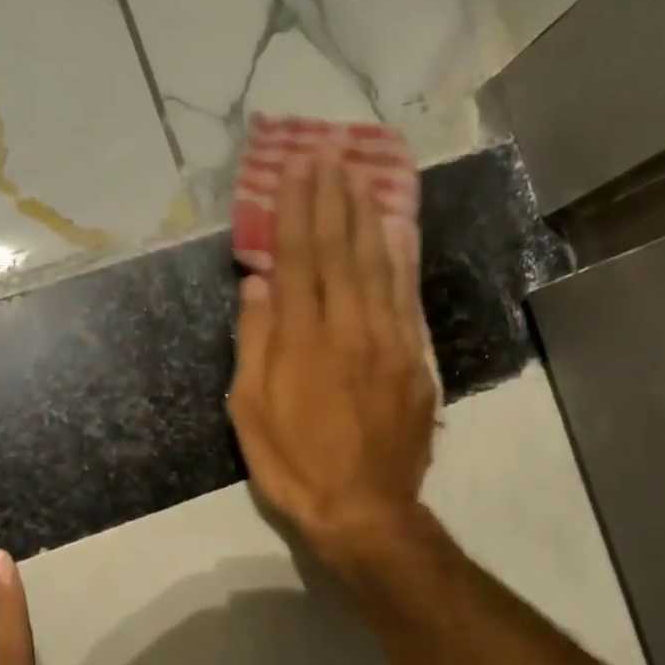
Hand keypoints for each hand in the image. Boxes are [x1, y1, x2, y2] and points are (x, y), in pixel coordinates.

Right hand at [229, 143, 436, 567]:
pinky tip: (395, 231)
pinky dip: (400, 258)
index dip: (295, 211)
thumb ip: (255, 342)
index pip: (299, 259)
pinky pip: (406, 296)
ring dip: (367, 217)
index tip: (295, 170)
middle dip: (332, 199)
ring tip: (359, 177)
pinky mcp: (414, 360)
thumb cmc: (294, 465)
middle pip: (341, 251)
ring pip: (378, 265)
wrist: (364, 510)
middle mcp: (349, 329)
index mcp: (303, 341)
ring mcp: (388, 341)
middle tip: (328, 155)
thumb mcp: (250, 412)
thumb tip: (258, 283)